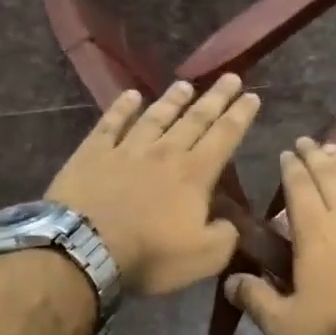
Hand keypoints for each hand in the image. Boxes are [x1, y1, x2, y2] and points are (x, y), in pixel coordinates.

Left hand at [47, 76, 260, 296]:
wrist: (83, 249)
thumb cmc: (149, 254)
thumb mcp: (204, 257)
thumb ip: (225, 236)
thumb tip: (230, 223)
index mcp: (195, 174)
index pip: (224, 137)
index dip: (240, 116)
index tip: (253, 96)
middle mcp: (165, 152)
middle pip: (195, 119)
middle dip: (216, 98)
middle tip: (230, 77)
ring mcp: (126, 149)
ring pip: (156, 117)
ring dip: (172, 100)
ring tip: (185, 85)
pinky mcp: (92, 153)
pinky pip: (110, 124)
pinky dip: (122, 108)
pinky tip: (130, 95)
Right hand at [225, 136, 335, 334]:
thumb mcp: (286, 323)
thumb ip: (256, 299)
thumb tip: (229, 281)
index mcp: (314, 230)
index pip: (298, 187)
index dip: (291, 168)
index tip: (286, 154)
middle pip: (329, 174)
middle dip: (314, 156)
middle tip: (306, 142)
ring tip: (333, 152)